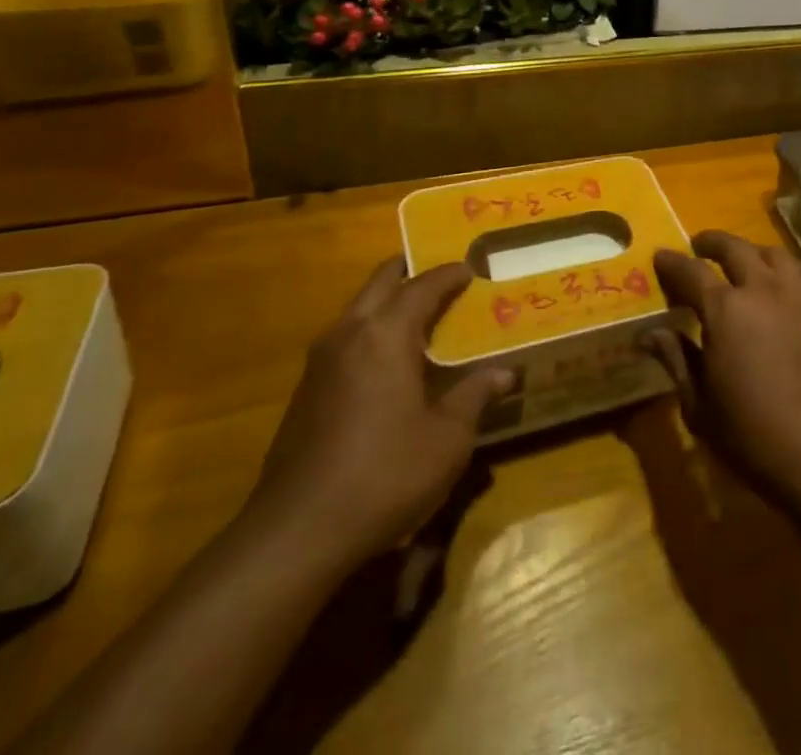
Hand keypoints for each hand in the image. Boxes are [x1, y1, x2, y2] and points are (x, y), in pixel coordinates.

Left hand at [245, 258, 511, 565]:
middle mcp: (349, 333)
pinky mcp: (305, 390)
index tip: (472, 269)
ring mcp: (320, 361)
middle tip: (442, 278)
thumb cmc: (385, 474)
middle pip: (381, 281)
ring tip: (420, 317)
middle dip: (411, 272)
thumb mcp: (446, 439)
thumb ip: (474, 396)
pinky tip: (388, 363)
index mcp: (386, 334)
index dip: (450, 274)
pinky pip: (345, 338)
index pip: (423, 286)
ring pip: (358, 308)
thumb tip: (504, 373)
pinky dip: (371, 331)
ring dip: (388, 301)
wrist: (296, 532)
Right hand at [645, 231, 800, 514]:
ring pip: (775, 254)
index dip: (672, 262)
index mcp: (724, 310)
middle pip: (734, 248)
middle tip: (700, 248)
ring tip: (746, 262)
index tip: (660, 256)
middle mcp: (762, 290)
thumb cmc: (751, 436)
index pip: (690, 271)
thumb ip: (676, 359)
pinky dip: (800, 271)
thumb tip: (647, 333)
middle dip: (712, 243)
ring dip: (754, 253)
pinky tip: (793, 282)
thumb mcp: (699, 405)